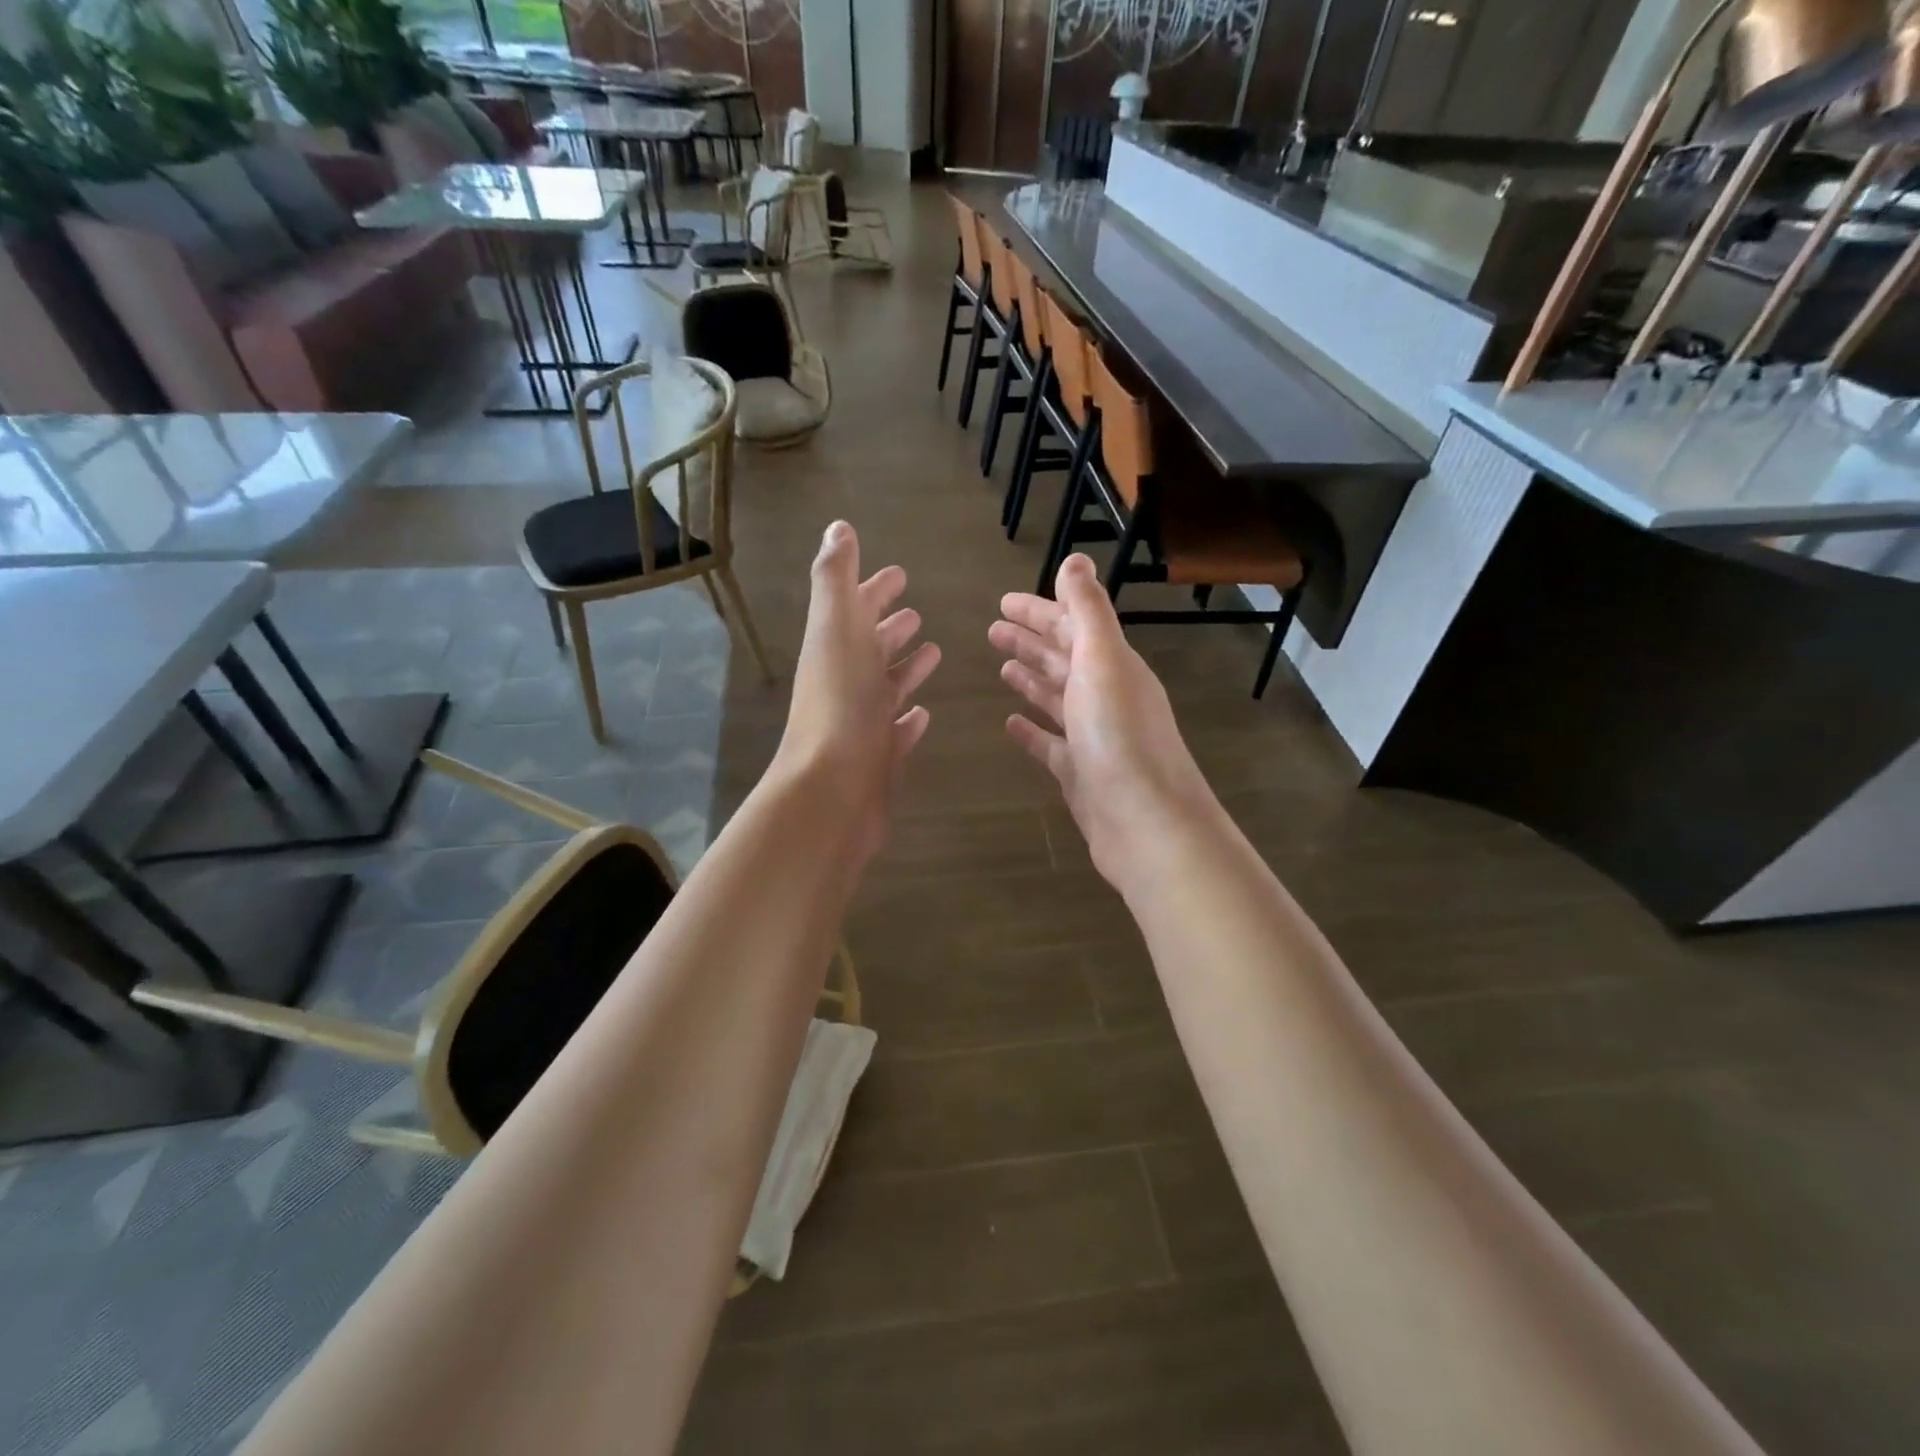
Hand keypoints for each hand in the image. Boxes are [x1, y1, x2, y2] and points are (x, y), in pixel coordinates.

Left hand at [776, 522, 940, 864]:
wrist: (831, 792)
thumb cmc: (839, 705)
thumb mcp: (835, 629)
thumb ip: (835, 579)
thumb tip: (837, 528)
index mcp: (836, 649)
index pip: (856, 608)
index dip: (874, 588)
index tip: (898, 573)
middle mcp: (847, 682)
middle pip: (871, 646)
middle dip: (891, 626)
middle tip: (915, 613)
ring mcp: (863, 723)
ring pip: (886, 687)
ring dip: (906, 668)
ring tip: (935, 652)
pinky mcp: (880, 759)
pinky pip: (898, 731)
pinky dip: (910, 719)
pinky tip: (924, 714)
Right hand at [990, 553, 1216, 889]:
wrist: (1146, 824)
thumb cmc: (1120, 737)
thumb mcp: (1103, 662)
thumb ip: (1088, 611)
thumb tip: (1076, 559)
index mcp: (1113, 666)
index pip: (1073, 626)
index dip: (1040, 611)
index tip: (1003, 602)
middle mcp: (1106, 696)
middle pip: (1063, 659)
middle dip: (1031, 641)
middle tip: (992, 629)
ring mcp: (1093, 737)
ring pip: (1056, 698)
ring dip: (1030, 678)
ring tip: (1000, 666)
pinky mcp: (1080, 774)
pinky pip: (1050, 743)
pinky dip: (1031, 729)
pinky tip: (1009, 723)